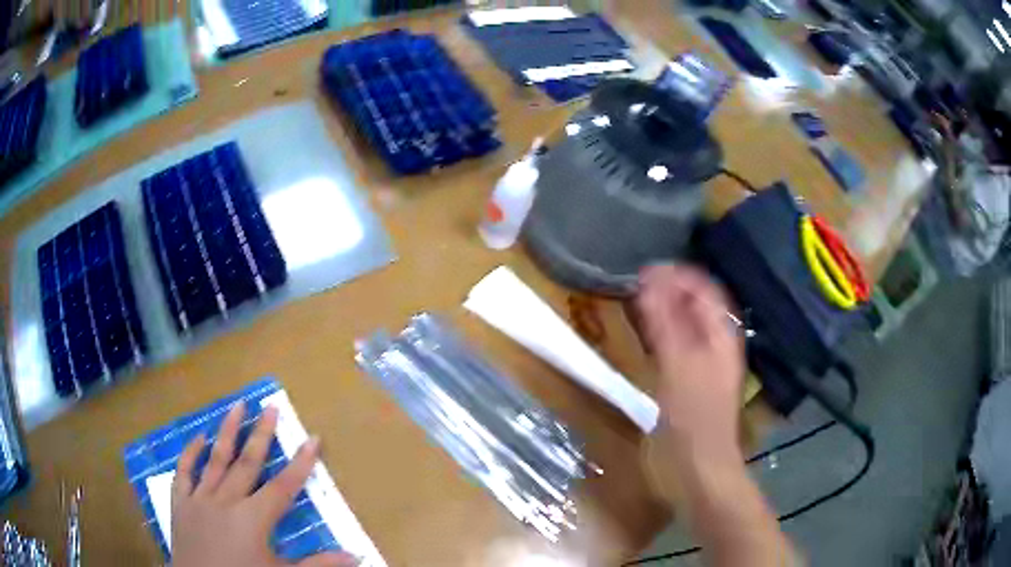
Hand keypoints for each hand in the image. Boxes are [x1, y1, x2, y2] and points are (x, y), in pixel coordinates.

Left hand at [171, 402, 357, 566]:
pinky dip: (190, 453)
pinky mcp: (180, 503)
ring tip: (237, 405)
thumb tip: (356, 555)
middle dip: (262, 435)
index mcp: (253, 519)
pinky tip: (198, 437)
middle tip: (271, 407)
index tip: (313, 439)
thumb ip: (319, 565)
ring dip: (227, 432)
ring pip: (215, 459)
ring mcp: (199, 499)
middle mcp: (226, 501)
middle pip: (247, 463)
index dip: (300, 464)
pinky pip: (184, 472)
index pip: (283, 487)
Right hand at [636, 265, 744, 466]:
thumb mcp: (678, 367)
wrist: (701, 467)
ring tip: (638, 302)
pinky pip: (679, 345)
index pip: (705, 288)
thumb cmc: (693, 418)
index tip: (645, 268)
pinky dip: (663, 333)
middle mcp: (718, 343)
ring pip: (688, 324)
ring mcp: (706, 363)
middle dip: (670, 289)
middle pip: (698, 304)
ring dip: (666, 309)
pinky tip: (647, 336)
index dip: (679, 274)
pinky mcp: (692, 381)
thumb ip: (665, 323)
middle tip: (636, 283)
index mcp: (722, 335)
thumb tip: (649, 281)